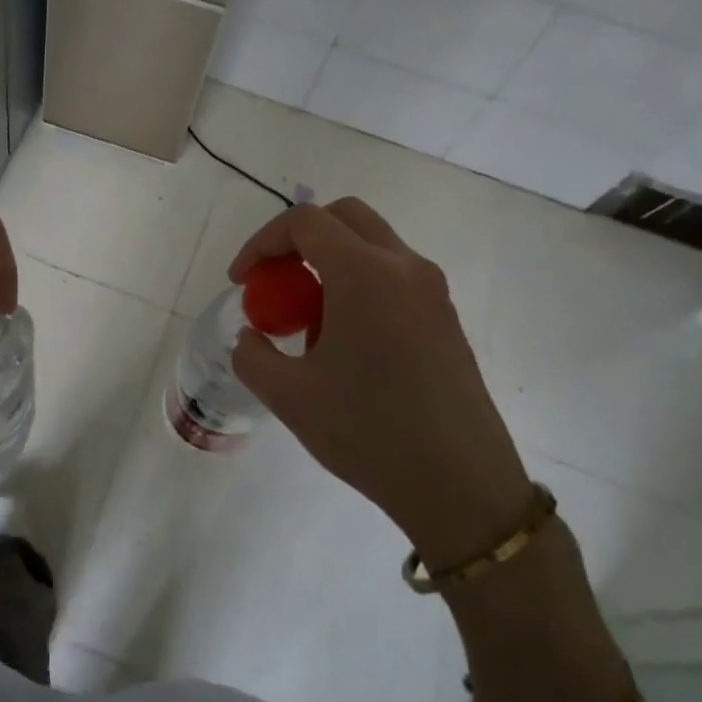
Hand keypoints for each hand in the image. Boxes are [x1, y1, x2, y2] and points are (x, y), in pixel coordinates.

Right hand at [228, 199, 535, 570]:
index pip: (304, 222)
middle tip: (275, 282)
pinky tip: (345, 343)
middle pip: (344, 217)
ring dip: (330, 263)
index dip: (262, 243)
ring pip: (372, 245)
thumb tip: (252, 336)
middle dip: (299, 239)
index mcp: (365, 274)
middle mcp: (404, 267)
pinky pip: (393, 276)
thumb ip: (253, 355)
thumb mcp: (289, 396)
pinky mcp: (446, 318)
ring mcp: (432, 291)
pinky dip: (358, 285)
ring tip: (308, 322)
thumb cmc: (368, 432)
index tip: (242, 282)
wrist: (459, 484)